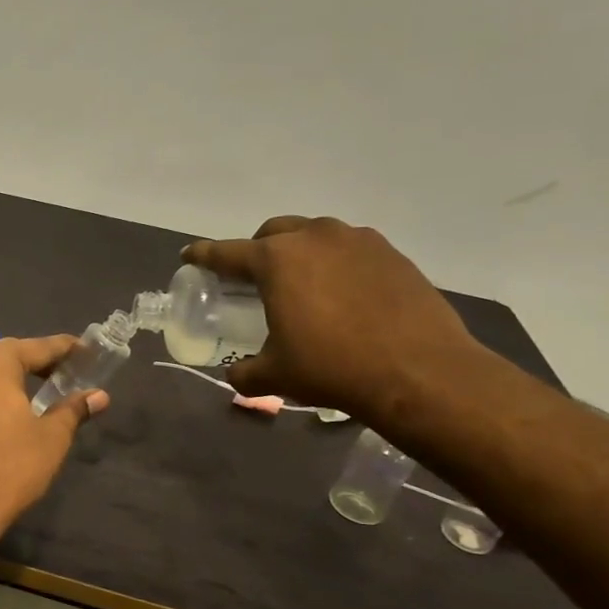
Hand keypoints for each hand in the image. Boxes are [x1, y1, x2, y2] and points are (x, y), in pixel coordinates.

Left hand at [0, 335, 107, 539]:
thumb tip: (98, 396)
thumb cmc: (10, 468)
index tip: (83, 351)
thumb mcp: (52, 438)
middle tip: (57, 378)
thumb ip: (73, 409)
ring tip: (20, 402)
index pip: (36, 347)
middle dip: (29, 366)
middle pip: (1, 358)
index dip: (64, 349)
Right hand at [184, 216, 482, 416]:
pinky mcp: (392, 254)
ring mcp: (358, 241)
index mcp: (277, 260)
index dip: (203, 255)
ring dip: (300, 252)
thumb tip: (236, 373)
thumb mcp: (275, 376)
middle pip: (274, 232)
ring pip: (316, 235)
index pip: (227, 253)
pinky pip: (351, 249)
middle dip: (257, 248)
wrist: (420, 373)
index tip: (189, 256)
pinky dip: (336, 263)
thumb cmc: (332, 368)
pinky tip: (343, 293)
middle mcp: (315, 237)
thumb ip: (245, 371)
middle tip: (253, 277)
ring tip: (302, 284)